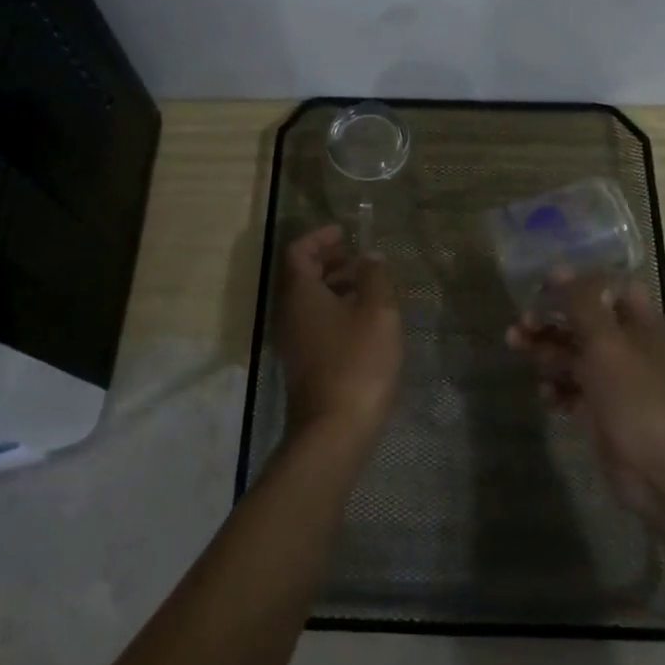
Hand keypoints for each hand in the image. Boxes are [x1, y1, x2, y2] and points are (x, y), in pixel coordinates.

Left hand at [276, 226, 403, 448]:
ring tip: (370, 287)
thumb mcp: (377, 311)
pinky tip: (364, 321)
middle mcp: (288, 313)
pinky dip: (336, 310)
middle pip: (301, 275)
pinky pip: (316, 323)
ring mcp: (293, 341)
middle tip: (361, 257)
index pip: (298, 251)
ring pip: (310, 301)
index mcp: (299, 293)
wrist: (334, 430)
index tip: (346, 233)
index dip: (320, 237)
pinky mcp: (304, 363)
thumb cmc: (357, 361)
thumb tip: (370, 258)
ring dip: (336, 286)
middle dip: (330, 260)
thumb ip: (375, 277)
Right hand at [509, 275, 664, 523]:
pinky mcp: (603, 415)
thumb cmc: (639, 398)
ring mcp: (616, 384)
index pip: (607, 289)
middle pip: (583, 323)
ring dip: (546, 352)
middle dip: (550, 320)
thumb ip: (582, 303)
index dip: (575, 284)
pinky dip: (557, 390)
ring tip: (516, 349)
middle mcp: (628, 349)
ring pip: (574, 357)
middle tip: (519, 324)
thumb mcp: (607, 342)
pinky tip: (545, 396)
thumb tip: (560, 269)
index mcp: (639, 324)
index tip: (541, 286)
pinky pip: (573, 393)